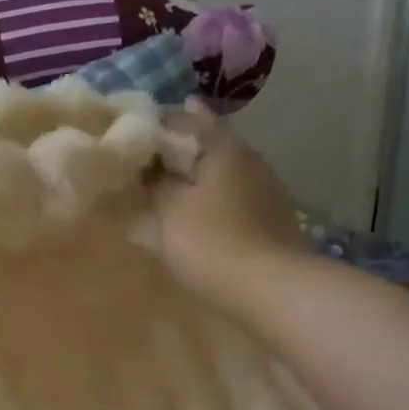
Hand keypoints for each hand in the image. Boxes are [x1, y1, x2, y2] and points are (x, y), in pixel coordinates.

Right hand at [151, 100, 307, 315]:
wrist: (271, 288)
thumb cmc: (211, 241)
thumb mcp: (170, 209)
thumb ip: (157, 182)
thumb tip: (152, 167)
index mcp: (224, 148)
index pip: (187, 121)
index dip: (159, 125)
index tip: (135, 133)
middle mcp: (251, 159)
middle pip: (210, 145)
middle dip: (182, 149)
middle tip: (152, 156)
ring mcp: (267, 190)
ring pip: (224, 173)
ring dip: (200, 176)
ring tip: (172, 186)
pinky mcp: (273, 219)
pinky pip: (234, 198)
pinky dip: (214, 199)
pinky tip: (201, 213)